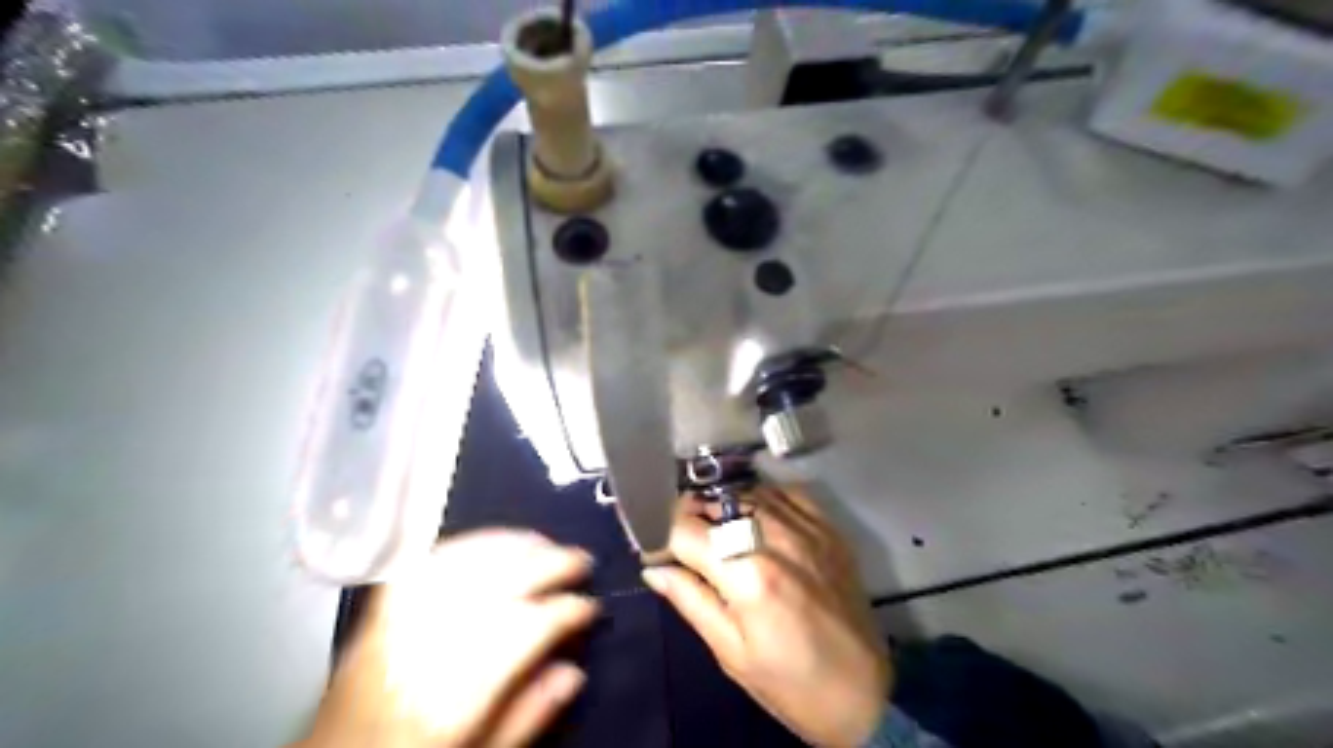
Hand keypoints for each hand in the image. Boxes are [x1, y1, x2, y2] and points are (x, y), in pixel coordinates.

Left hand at [297, 531, 601, 746]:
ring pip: (466, 563)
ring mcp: (398, 619)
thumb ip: (525, 718)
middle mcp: (424, 645)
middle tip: (582, 560)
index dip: (564, 611)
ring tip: (546, 543)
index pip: (523, 631)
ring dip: (513, 545)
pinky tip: (494, 541)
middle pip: (498, 584)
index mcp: (451, 694)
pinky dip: (469, 544)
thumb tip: (573, 671)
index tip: (590, 607)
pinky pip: (430, 560)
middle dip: (549, 564)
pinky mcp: (381, 608)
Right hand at [641, 486, 888, 746]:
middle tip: (688, 549)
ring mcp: (807, 527)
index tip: (659, 555)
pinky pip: (784, 492)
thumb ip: (690, 601)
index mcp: (747, 575)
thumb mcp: (731, 653)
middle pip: (714, 502)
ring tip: (721, 537)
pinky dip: (761, 499)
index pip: (685, 529)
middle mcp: (776, 538)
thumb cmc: (790, 683)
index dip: (662, 538)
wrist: (865, 693)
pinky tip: (756, 521)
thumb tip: (654, 569)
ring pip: (745, 492)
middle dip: (690, 520)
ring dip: (723, 509)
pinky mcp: (828, 527)